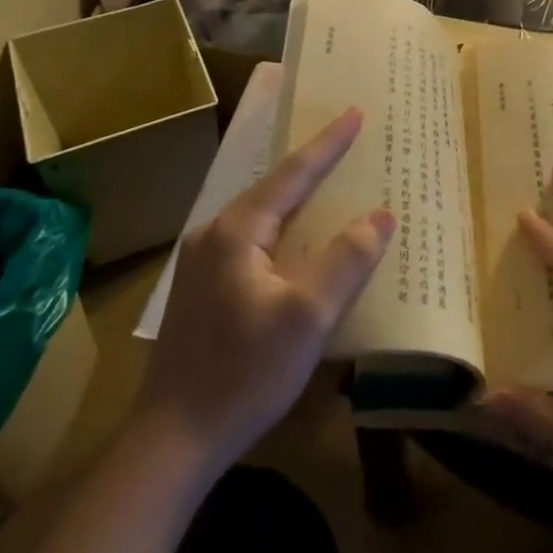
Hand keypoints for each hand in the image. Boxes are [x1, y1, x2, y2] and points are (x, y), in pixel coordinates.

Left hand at [133, 108, 392, 471]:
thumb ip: (346, 261)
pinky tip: (298, 243)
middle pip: (273, 189)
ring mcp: (201, 262)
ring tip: (330, 186)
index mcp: (236, 231)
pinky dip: (283, 231)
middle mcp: (213, 234)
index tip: (353, 113)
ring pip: (261, 217)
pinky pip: (252, 242)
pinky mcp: (202, 289)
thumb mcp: (308, 317)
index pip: (293, 174)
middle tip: (348, 145)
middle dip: (313, 166)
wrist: (173, 439)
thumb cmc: (244, 374)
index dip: (328, 144)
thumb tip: (380, 215)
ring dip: (297, 201)